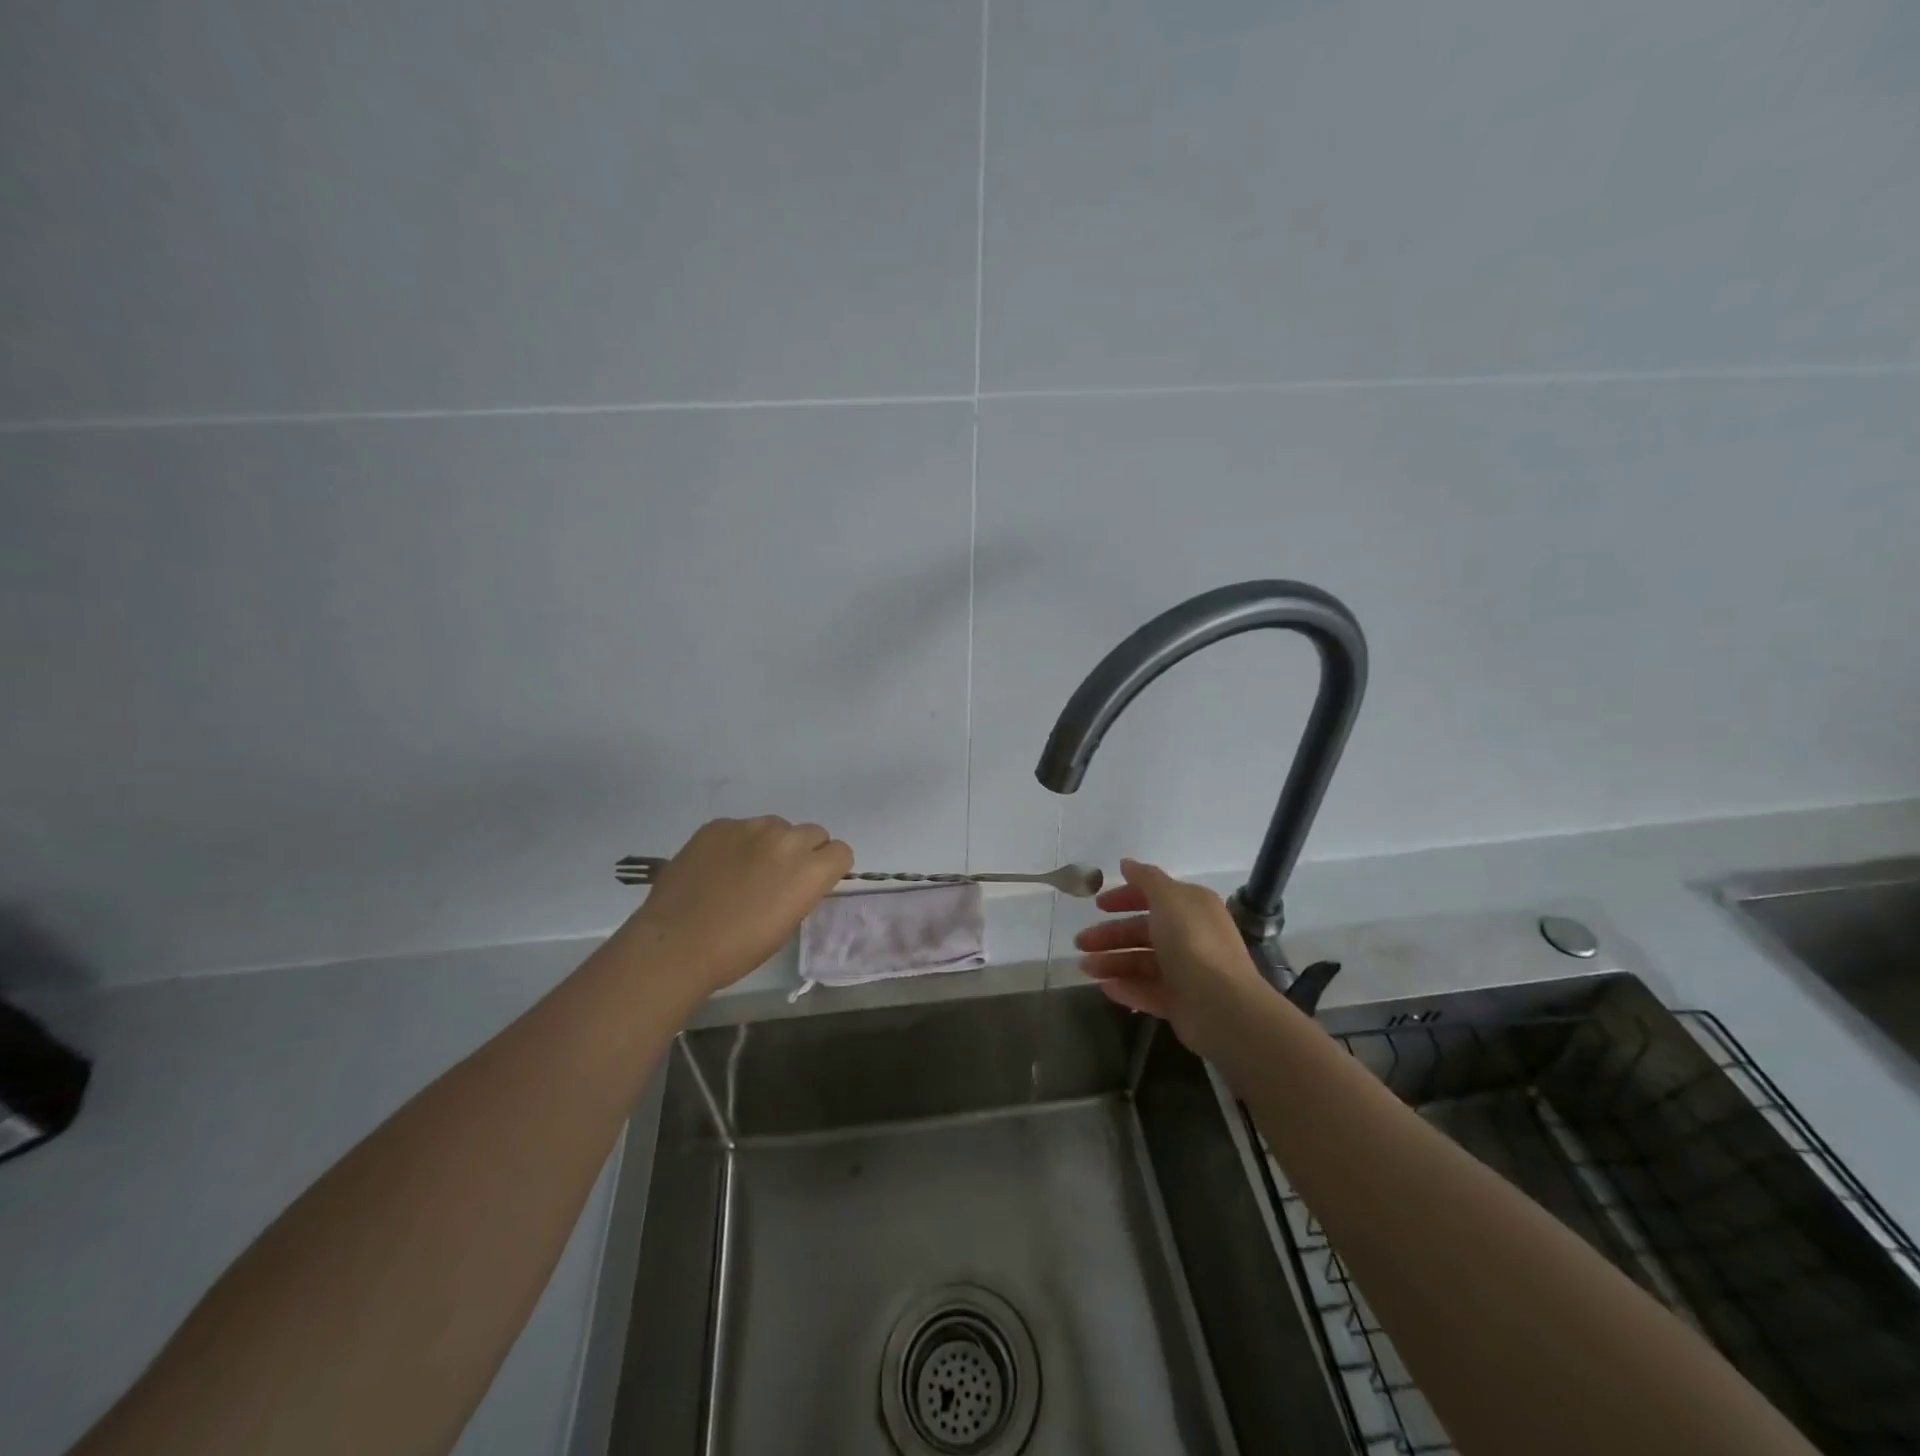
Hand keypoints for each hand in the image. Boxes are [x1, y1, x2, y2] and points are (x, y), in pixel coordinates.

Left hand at [620, 817, 852, 995]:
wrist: (676, 943)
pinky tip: (717, 868)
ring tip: (744, 870)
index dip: (829, 867)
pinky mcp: (719, 825)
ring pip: (776, 826)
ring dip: (771, 843)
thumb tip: (797, 879)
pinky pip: (740, 828)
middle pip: (813, 833)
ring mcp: (750, 827)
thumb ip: (801, 890)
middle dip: (803, 851)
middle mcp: (787, 840)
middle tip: (780, 876)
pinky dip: (737, 843)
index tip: (812, 882)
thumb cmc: (738, 949)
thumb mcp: (786, 923)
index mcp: (810, 870)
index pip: (841, 851)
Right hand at [1074, 858, 1271, 1059]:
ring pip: (1141, 962)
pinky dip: (1126, 988)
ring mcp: (1185, 971)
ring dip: (1111, 962)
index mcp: (1191, 908)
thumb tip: (1127, 863)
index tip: (1098, 905)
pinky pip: (1147, 991)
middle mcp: (1190, 936)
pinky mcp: (1180, 1002)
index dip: (1125, 898)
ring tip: (1084, 968)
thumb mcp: (1168, 899)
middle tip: (1080, 942)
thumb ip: (1146, 879)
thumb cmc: (1192, 942)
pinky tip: (1104, 988)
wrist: (1222, 1005)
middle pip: (1142, 931)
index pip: (1154, 897)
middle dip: (1110, 935)